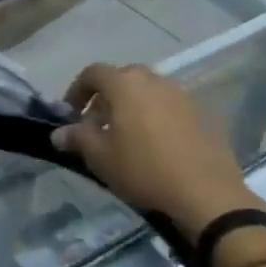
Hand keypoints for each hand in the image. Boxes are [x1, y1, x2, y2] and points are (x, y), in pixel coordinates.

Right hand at [51, 64, 265, 240]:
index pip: (94, 72)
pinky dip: (155, 117)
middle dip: (105, 97)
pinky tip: (154, 146)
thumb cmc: (143, 169)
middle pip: (123, 78)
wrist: (206, 194)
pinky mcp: (203, 115)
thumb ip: (77, 138)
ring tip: (125, 137)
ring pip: (148, 92)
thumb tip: (59, 133)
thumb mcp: (99, 157)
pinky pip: (169, 107)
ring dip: (131, 106)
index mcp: (126, 85)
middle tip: (97, 125)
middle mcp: (155, 81)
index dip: (76, 90)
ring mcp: (183, 96)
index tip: (70, 114)